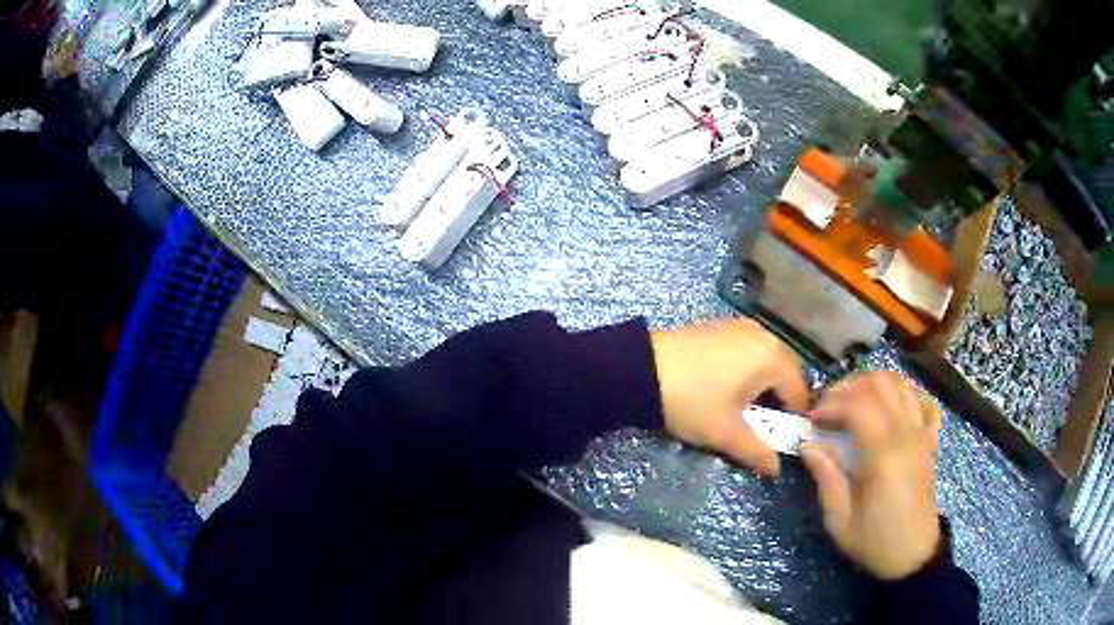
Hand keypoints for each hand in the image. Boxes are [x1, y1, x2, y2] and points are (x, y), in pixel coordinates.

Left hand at [651, 318, 808, 476]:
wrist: (638, 369)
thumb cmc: (691, 402)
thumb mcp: (725, 433)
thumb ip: (757, 452)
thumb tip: (776, 468)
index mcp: (772, 357)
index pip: (800, 391)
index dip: (795, 418)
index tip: (782, 439)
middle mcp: (763, 335)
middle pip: (786, 371)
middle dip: (781, 399)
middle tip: (764, 425)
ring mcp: (740, 326)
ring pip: (767, 359)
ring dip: (765, 384)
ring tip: (746, 409)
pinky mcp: (719, 326)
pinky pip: (748, 349)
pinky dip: (749, 369)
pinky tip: (729, 387)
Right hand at [802, 372, 941, 579]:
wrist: (913, 554)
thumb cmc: (874, 541)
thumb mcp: (840, 521)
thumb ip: (827, 478)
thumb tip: (809, 446)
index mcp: (883, 456)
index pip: (858, 406)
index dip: (831, 404)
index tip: (811, 420)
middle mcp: (906, 435)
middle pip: (879, 385)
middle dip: (848, 387)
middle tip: (828, 407)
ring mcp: (921, 433)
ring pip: (901, 385)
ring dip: (873, 384)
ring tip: (852, 402)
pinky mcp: (929, 439)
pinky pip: (921, 401)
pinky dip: (903, 394)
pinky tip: (887, 407)